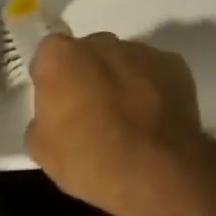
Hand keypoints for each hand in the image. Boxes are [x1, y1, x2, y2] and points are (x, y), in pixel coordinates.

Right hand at [25, 32, 213, 215]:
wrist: (156, 172)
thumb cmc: (90, 160)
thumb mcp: (43, 151)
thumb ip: (42, 120)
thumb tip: (53, 116)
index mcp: (61, 56)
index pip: (49, 55)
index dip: (53, 78)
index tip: (58, 104)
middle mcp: (100, 43)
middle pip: (88, 53)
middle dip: (88, 74)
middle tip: (92, 112)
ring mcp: (141, 51)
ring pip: (123, 60)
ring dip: (121, 80)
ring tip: (129, 119)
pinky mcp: (174, 64)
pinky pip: (154, 72)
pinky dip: (152, 88)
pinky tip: (153, 119)